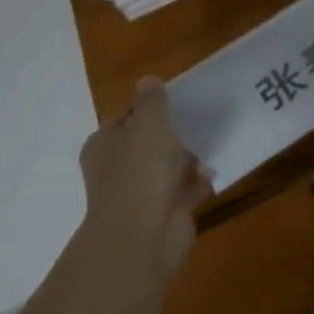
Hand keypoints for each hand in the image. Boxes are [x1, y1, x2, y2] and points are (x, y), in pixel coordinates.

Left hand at [78, 79, 213, 280]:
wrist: (143, 233)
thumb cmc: (141, 169)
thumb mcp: (148, 122)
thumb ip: (151, 101)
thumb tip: (147, 80)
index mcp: (104, 145)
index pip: (125, 118)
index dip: (148, 108)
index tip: (174, 102)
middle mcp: (116, 168)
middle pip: (148, 143)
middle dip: (173, 135)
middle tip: (197, 122)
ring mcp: (138, 193)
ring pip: (167, 168)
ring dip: (188, 160)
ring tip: (208, 148)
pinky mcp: (161, 213)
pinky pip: (183, 190)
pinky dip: (196, 184)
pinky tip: (209, 176)